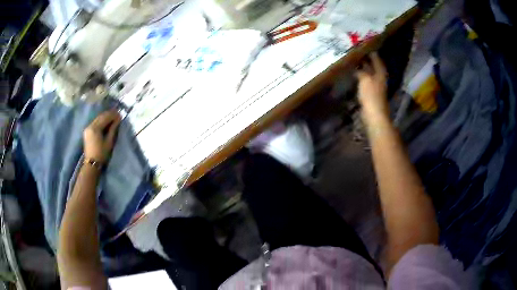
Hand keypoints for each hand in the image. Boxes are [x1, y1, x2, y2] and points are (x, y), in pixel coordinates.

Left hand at [83, 110, 120, 163]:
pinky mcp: (87, 131)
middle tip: (117, 115)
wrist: (92, 164)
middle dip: (109, 114)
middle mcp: (90, 125)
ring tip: (113, 118)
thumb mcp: (109, 142)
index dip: (113, 115)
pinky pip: (95, 122)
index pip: (105, 117)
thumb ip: (113, 129)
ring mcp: (88, 128)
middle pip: (101, 116)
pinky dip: (101, 121)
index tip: (120, 114)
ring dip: (105, 117)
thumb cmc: (101, 154)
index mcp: (95, 128)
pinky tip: (106, 122)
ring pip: (98, 118)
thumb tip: (118, 119)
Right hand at [356, 52, 389, 121]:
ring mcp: (376, 88)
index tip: (368, 48)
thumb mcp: (365, 79)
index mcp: (380, 74)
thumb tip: (358, 68)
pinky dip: (362, 78)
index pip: (378, 61)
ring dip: (365, 70)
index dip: (374, 55)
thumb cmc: (371, 95)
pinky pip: (367, 82)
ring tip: (356, 63)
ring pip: (370, 75)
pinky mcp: (371, 95)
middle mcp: (379, 79)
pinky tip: (356, 76)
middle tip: (360, 54)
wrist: (374, 115)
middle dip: (369, 62)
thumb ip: (362, 72)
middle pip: (375, 68)